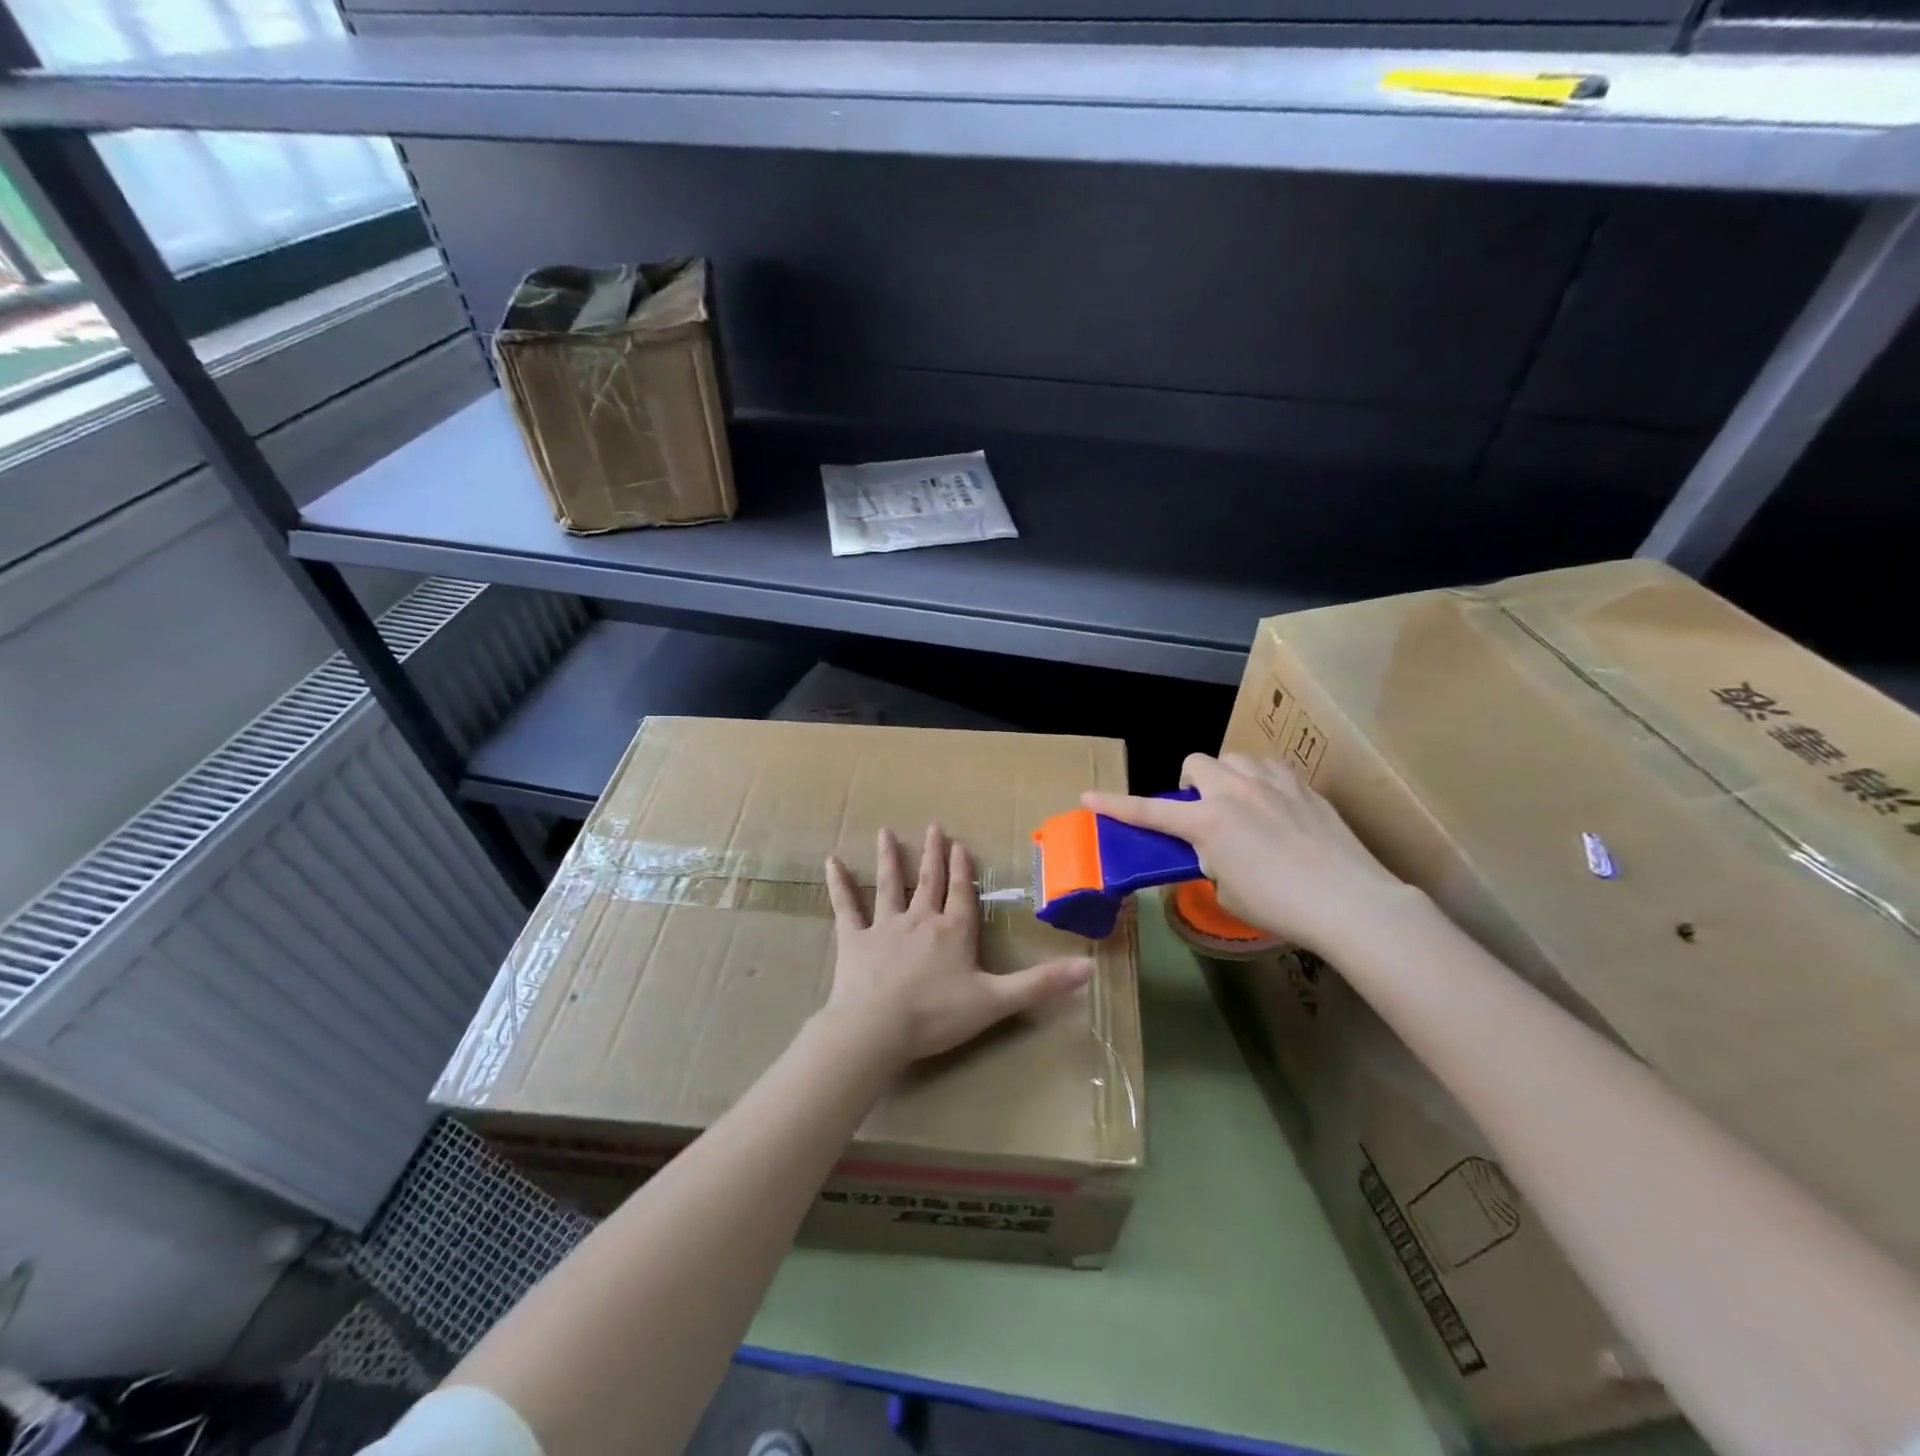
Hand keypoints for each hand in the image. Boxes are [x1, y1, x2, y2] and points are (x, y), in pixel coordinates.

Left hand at [823, 825, 1093, 1070]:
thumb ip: (1040, 984)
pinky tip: (831, 862)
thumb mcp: (997, 1001)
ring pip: (890, 885)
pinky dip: (839, 884)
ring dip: (890, 858)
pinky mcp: (855, 939)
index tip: (961, 844)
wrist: (878, 1029)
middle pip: (930, 881)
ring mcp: (885, 926)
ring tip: (886, 833)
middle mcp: (921, 920)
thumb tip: (1089, 969)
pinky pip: (846, 906)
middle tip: (933, 827)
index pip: (963, 894)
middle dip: (934, 855)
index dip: (964, 870)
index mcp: (954, 931)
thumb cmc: (938, 1015)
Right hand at [1083, 753, 1415, 959]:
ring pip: (1235, 758)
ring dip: (1226, 776)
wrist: (1351, 902)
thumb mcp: (1227, 890)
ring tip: (1240, 805)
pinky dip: (1261, 782)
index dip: (1115, 805)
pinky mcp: (1306, 787)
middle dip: (1190, 783)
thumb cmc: (1281, 907)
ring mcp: (1274, 783)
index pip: (1149, 811)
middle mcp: (1236, 791)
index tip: (1088, 797)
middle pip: (1196, 762)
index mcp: (1209, 821)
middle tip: (1201, 813)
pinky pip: (1271, 769)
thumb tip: (1212, 850)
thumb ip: (1210, 861)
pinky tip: (1275, 809)